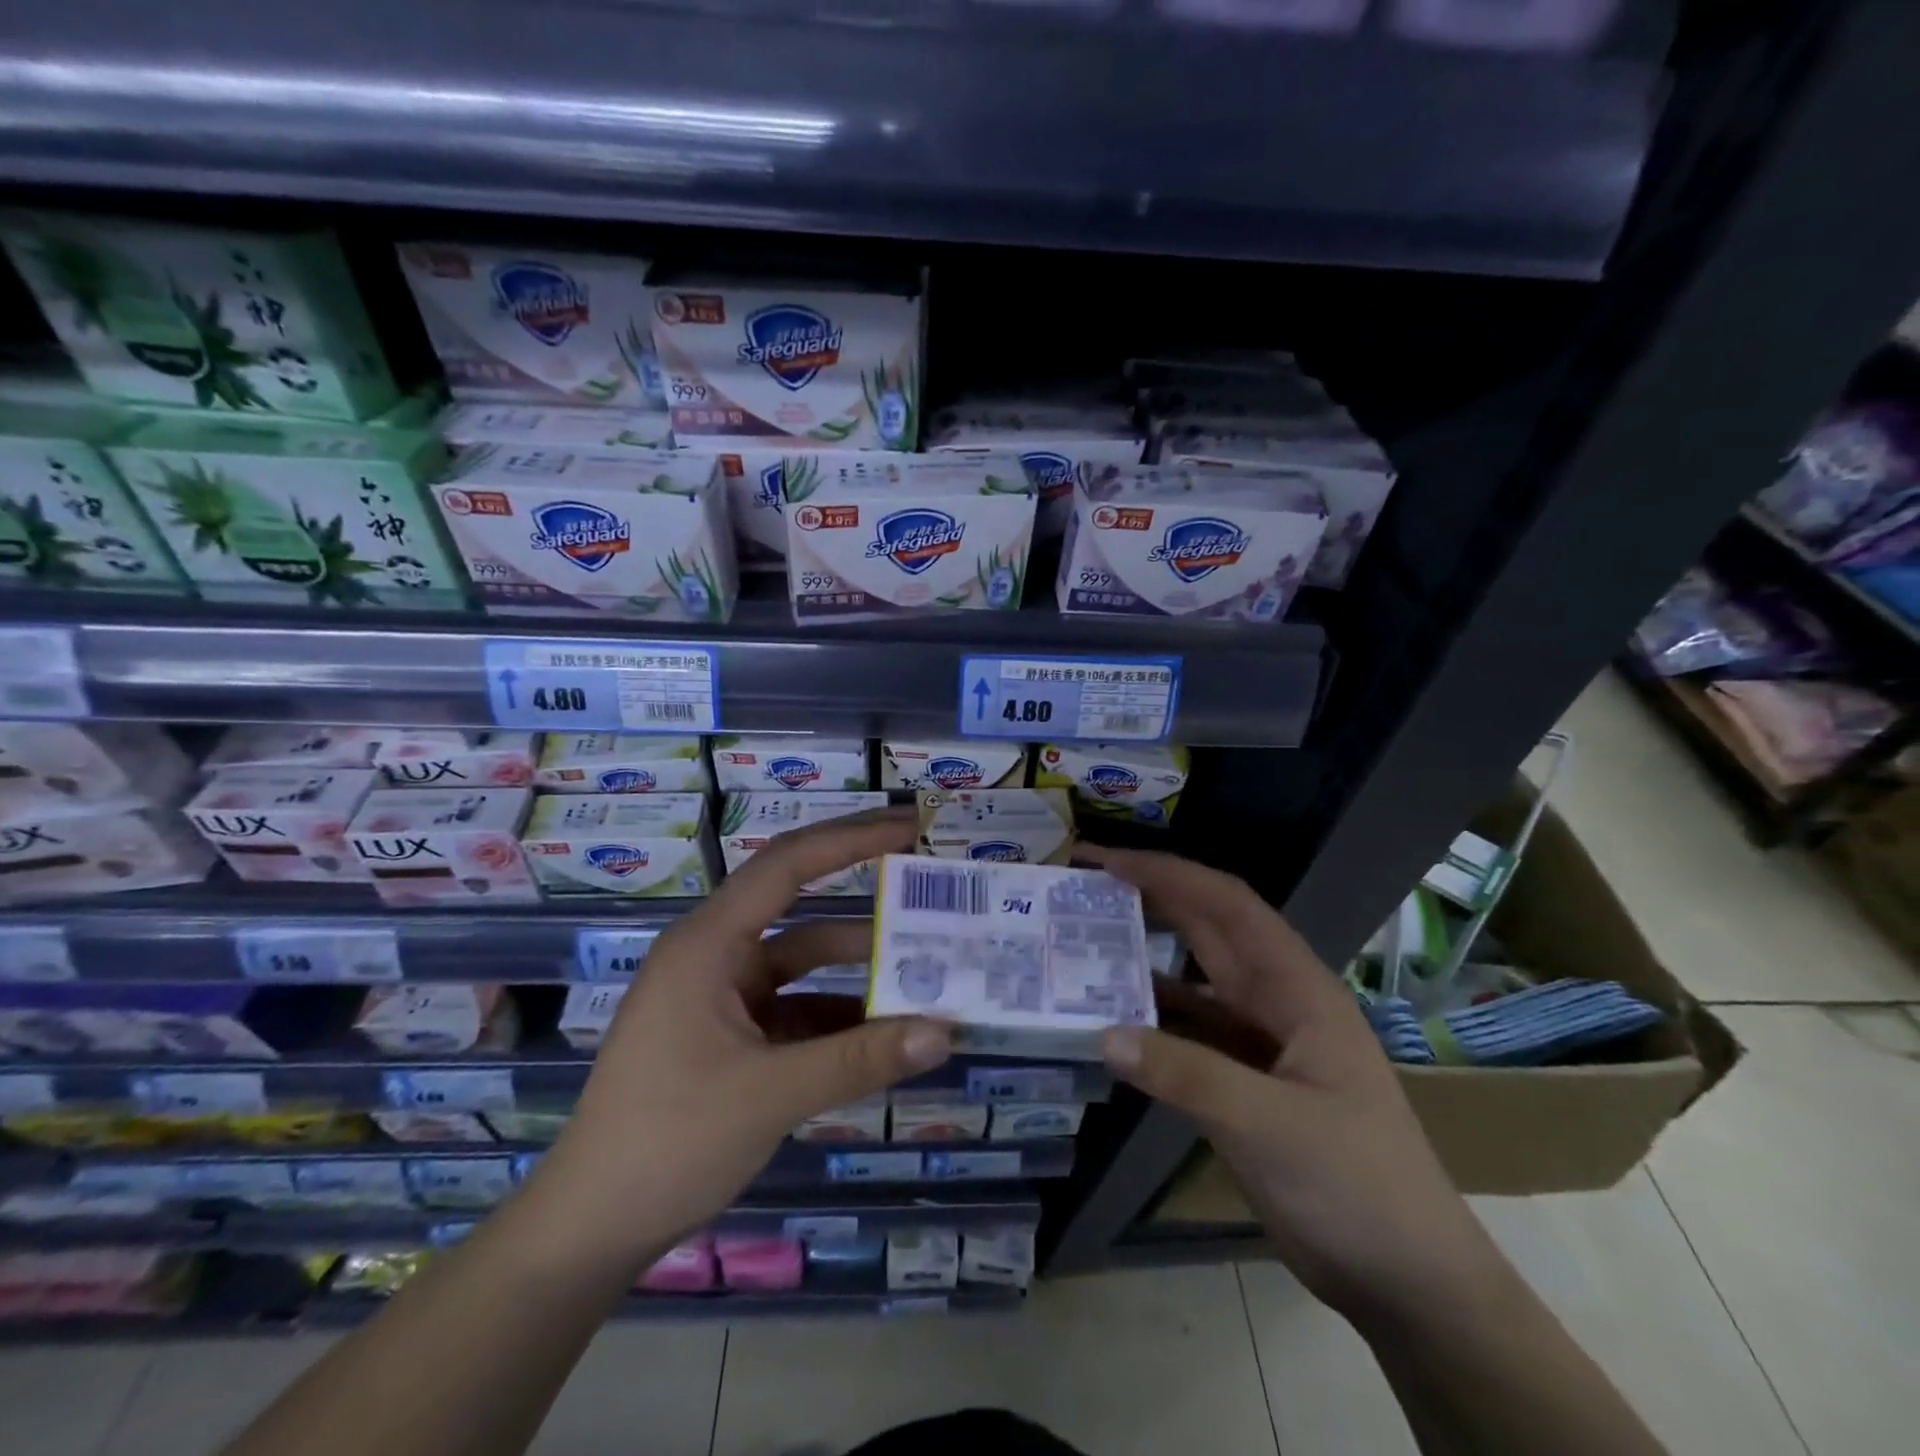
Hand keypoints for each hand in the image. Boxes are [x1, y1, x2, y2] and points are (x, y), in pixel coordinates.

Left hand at [535, 810, 951, 1264]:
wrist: (592, 1229)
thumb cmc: (667, 1142)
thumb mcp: (770, 1096)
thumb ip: (860, 1060)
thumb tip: (946, 1032)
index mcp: (709, 942)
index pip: (788, 864)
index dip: (852, 838)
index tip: (911, 827)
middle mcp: (718, 954)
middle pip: (800, 900)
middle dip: (864, 887)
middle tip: (928, 874)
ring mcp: (726, 995)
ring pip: (807, 960)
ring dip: (863, 964)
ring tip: (930, 964)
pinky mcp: (735, 1034)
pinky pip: (802, 1006)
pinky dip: (844, 1014)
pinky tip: (890, 1031)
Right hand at [1081, 845, 1504, 1322]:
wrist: (1408, 1279)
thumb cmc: (1356, 1185)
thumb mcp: (1270, 1125)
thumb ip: (1186, 1075)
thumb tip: (1104, 1033)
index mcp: (1297, 988)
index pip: (1227, 906)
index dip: (1169, 873)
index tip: (1108, 861)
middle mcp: (1277, 1001)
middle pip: (1207, 930)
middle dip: (1150, 898)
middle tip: (1084, 885)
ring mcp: (1261, 1042)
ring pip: (1195, 980)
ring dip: (1146, 956)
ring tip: (1084, 941)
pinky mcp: (1245, 1081)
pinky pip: (1189, 1030)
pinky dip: (1152, 1017)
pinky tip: (1111, 1017)